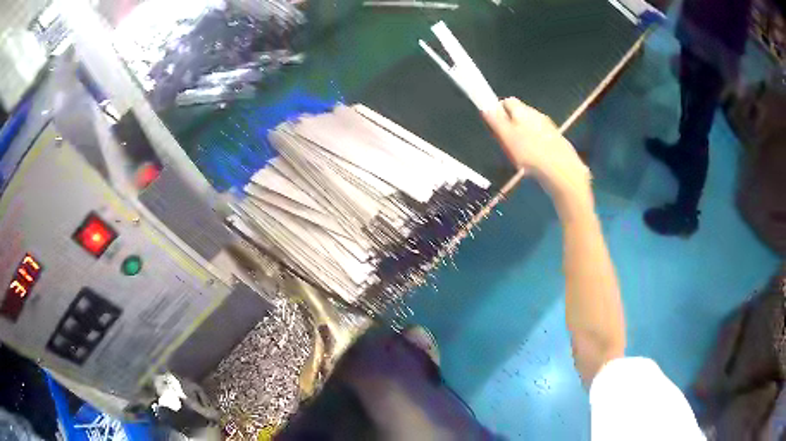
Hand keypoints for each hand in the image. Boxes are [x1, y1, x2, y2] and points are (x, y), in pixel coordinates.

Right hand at [483, 98, 591, 201]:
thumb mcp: (507, 136)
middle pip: (519, 115)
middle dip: (511, 126)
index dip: (498, 111)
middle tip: (506, 145)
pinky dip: (535, 147)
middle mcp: (537, 114)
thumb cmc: (531, 153)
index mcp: (523, 110)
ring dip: (523, 137)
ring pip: (530, 128)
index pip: (506, 101)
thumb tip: (486, 106)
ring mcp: (549, 128)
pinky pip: (541, 140)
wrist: (562, 172)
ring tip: (520, 156)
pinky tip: (534, 161)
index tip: (494, 126)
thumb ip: (495, 120)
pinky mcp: (557, 141)